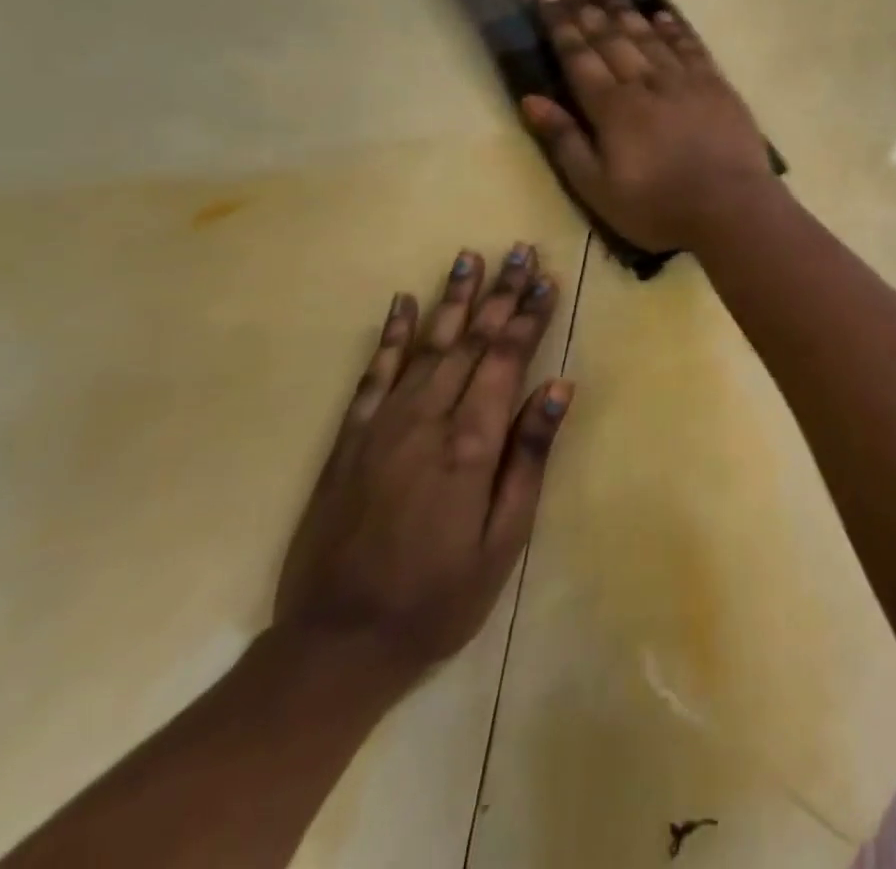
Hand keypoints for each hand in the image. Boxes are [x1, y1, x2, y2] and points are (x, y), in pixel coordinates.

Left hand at [273, 245, 572, 681]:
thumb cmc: (438, 598)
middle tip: (520, 250)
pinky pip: (374, 374)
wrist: (336, 646)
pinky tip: (403, 302)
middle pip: (470, 341)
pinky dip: (391, 335)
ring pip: (425, 346)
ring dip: (451, 299)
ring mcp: (382, 426)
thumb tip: (559, 388)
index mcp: (469, 445)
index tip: (548, 279)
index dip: (528, 316)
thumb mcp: (503, 540)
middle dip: (500, 293)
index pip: (506, 361)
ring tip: (470, 257)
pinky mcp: (350, 439)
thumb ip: (529, 457)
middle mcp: (425, 421)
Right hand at [521, 0, 775, 252]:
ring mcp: (684, 80)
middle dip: (586, 5)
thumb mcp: (598, 188)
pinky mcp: (716, 85)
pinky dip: (673, 28)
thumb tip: (531, 99)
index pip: (579, 56)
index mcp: (612, 108)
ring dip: (624, 7)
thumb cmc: (658, 206)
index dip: (561, 24)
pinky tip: (661, 13)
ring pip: (647, 34)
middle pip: (610, 36)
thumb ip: (565, 141)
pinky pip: (690, 46)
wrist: (730, 207)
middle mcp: (645, 83)